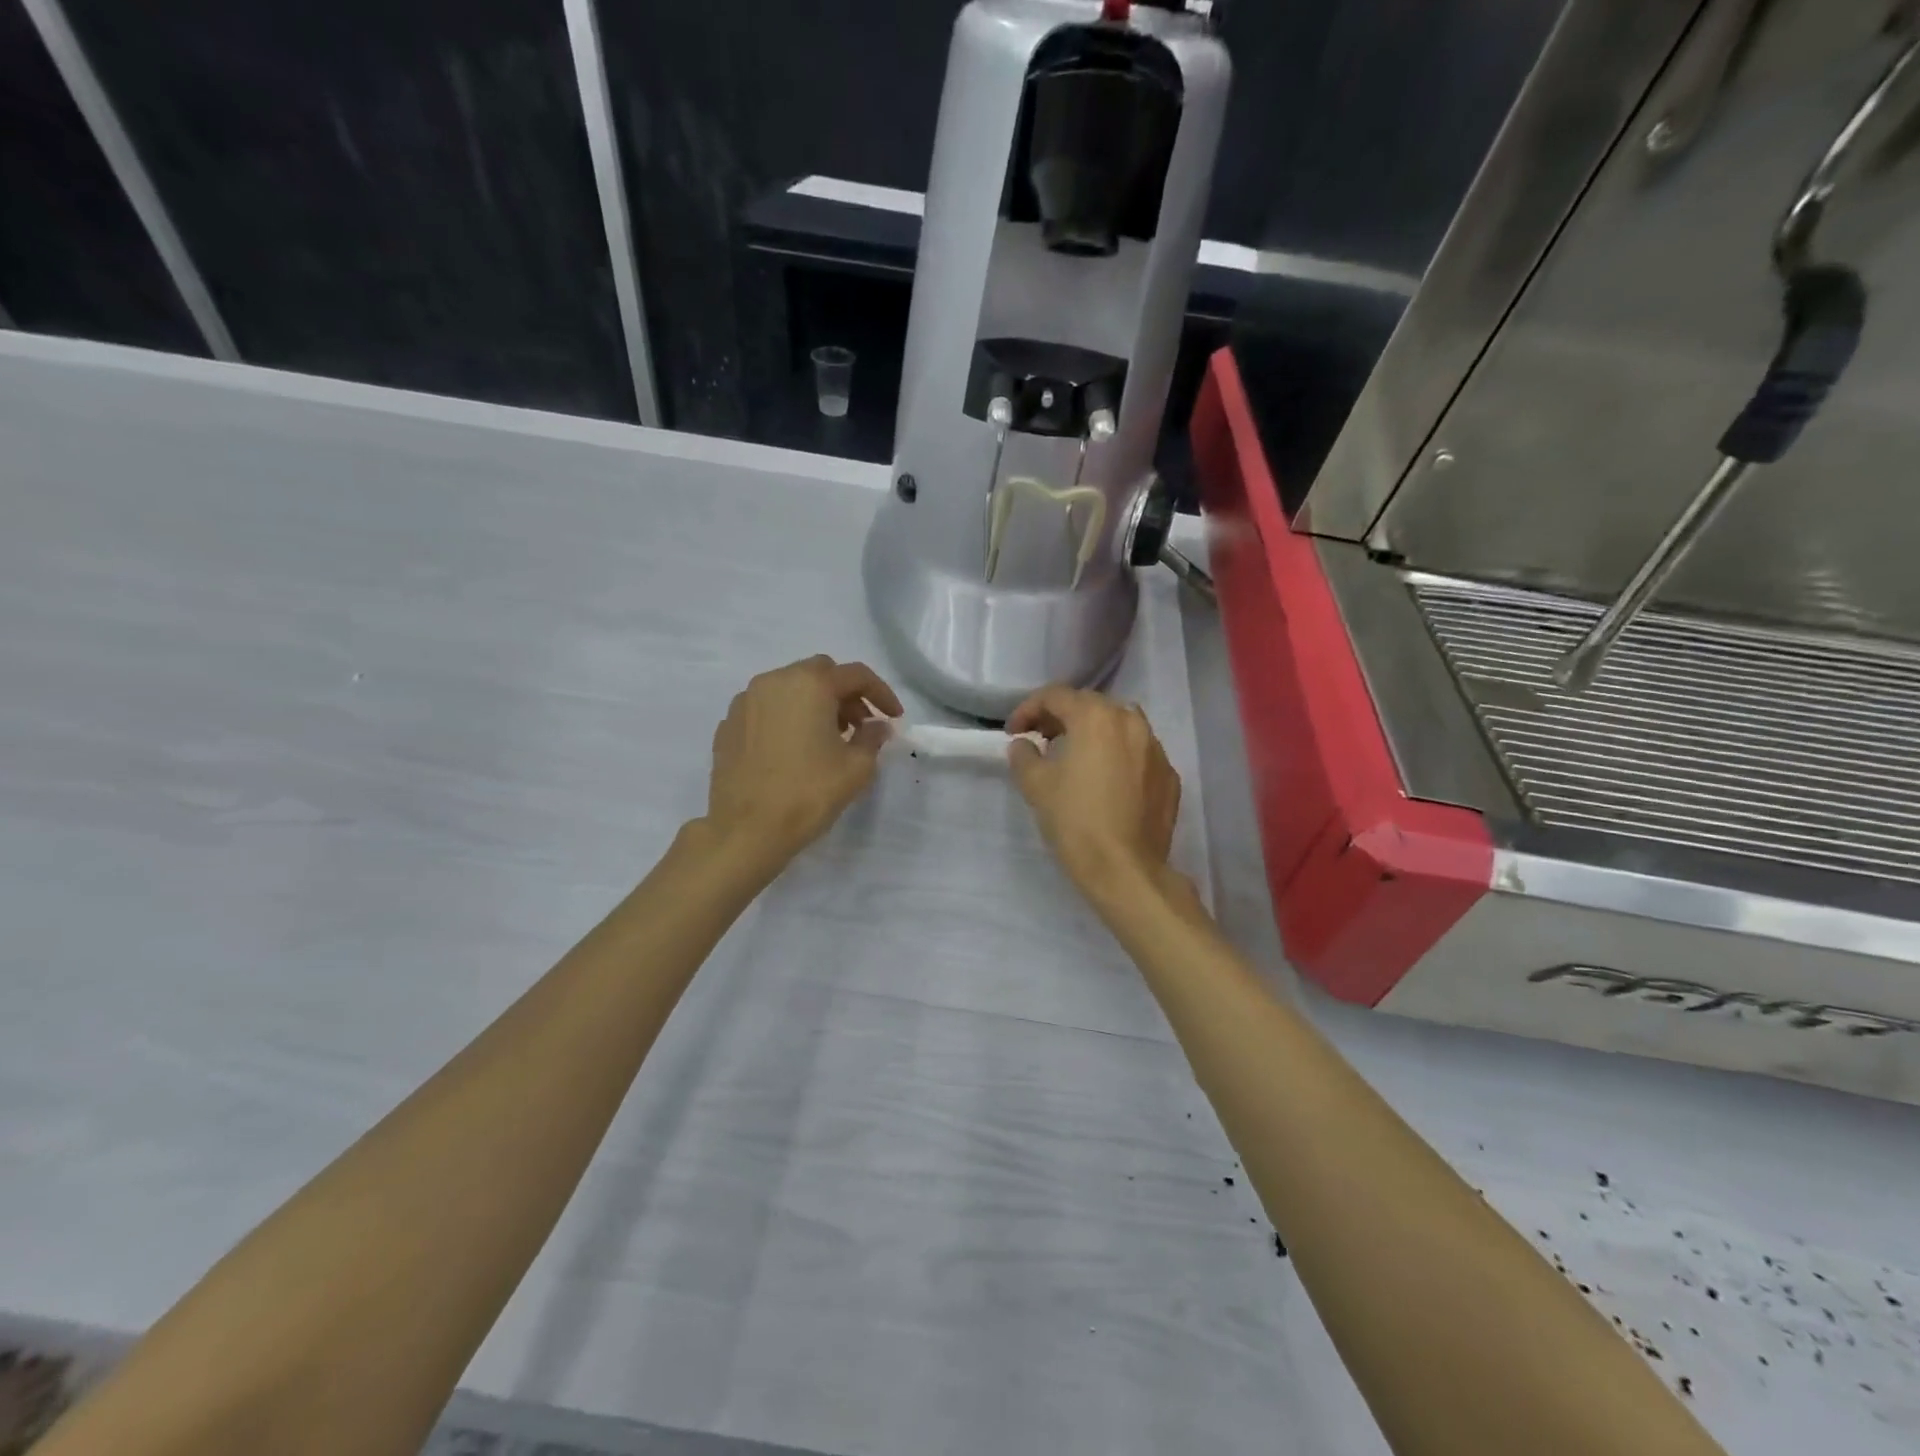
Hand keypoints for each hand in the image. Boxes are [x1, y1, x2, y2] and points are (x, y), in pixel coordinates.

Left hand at [702, 655, 902, 869]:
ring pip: (790, 687)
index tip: (894, 717)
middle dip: (845, 694)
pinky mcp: (728, 724)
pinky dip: (786, 717)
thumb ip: (872, 738)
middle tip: (860, 725)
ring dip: (815, 703)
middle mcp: (775, 681)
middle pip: (820, 673)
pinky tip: (794, 748)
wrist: (746, 830)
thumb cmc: (808, 794)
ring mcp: (746, 701)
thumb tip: (877, 726)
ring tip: (827, 738)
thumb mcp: (856, 768)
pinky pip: (766, 709)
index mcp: (810, 685)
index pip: (856, 675)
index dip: (881, 693)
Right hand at [1006, 686, 1188, 912]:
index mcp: (1096, 717)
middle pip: (1090, 705)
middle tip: (1040, 739)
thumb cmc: (1076, 821)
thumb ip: (1025, 756)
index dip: (1028, 709)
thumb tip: (1024, 745)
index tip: (1014, 732)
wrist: (1126, 870)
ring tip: (1075, 755)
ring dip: (1093, 732)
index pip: (1056, 696)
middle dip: (1061, 717)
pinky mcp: (1168, 776)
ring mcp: (1156, 748)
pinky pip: (1138, 753)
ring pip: (1119, 725)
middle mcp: (1131, 722)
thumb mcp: (1037, 786)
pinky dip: (1118, 755)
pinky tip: (1105, 780)